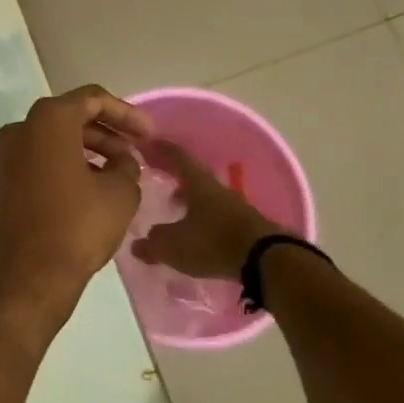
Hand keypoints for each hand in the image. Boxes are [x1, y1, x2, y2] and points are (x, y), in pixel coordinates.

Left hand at [0, 86, 153, 332]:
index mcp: (48, 121)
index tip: (149, 136)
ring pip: (49, 144)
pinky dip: (59, 170)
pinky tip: (82, 193)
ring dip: (83, 153)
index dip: (126, 114)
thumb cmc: (76, 228)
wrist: (24, 278)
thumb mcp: (121, 194)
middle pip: (68, 119)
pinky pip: (33, 166)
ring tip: (114, 176)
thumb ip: (126, 166)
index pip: (92, 99)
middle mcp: (18, 132)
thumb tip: (120, 162)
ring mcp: (2, 160)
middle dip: (105, 134)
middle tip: (133, 156)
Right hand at [130, 140, 281, 281]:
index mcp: (198, 184)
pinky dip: (204, 219)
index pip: (178, 157)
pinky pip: (218, 217)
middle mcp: (217, 190)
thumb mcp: (172, 245)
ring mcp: (235, 208)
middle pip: (194, 177)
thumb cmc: (212, 242)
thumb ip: (153, 243)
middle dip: (176, 177)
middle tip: (160, 179)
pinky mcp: (247, 228)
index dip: (162, 149)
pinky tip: (197, 233)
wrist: (266, 260)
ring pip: (207, 198)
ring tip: (176, 210)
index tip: (149, 141)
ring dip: (191, 200)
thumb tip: (138, 245)